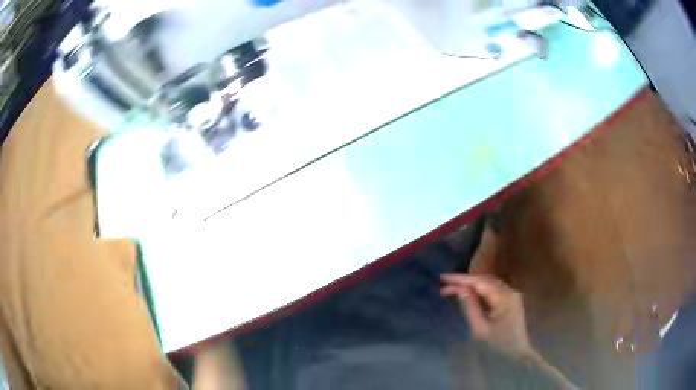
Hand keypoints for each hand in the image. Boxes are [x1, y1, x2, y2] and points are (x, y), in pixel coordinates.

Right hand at [440, 274, 533, 358]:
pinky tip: (468, 294)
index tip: (442, 277)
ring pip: (488, 283)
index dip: (460, 279)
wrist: (518, 353)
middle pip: (484, 280)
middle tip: (444, 284)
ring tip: (453, 288)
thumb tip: (459, 290)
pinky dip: (479, 289)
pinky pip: (492, 289)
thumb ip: (470, 307)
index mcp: (503, 298)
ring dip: (471, 284)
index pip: (479, 282)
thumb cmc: (497, 345)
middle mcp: (510, 291)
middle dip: (464, 280)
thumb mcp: (479, 330)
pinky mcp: (510, 300)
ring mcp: (511, 294)